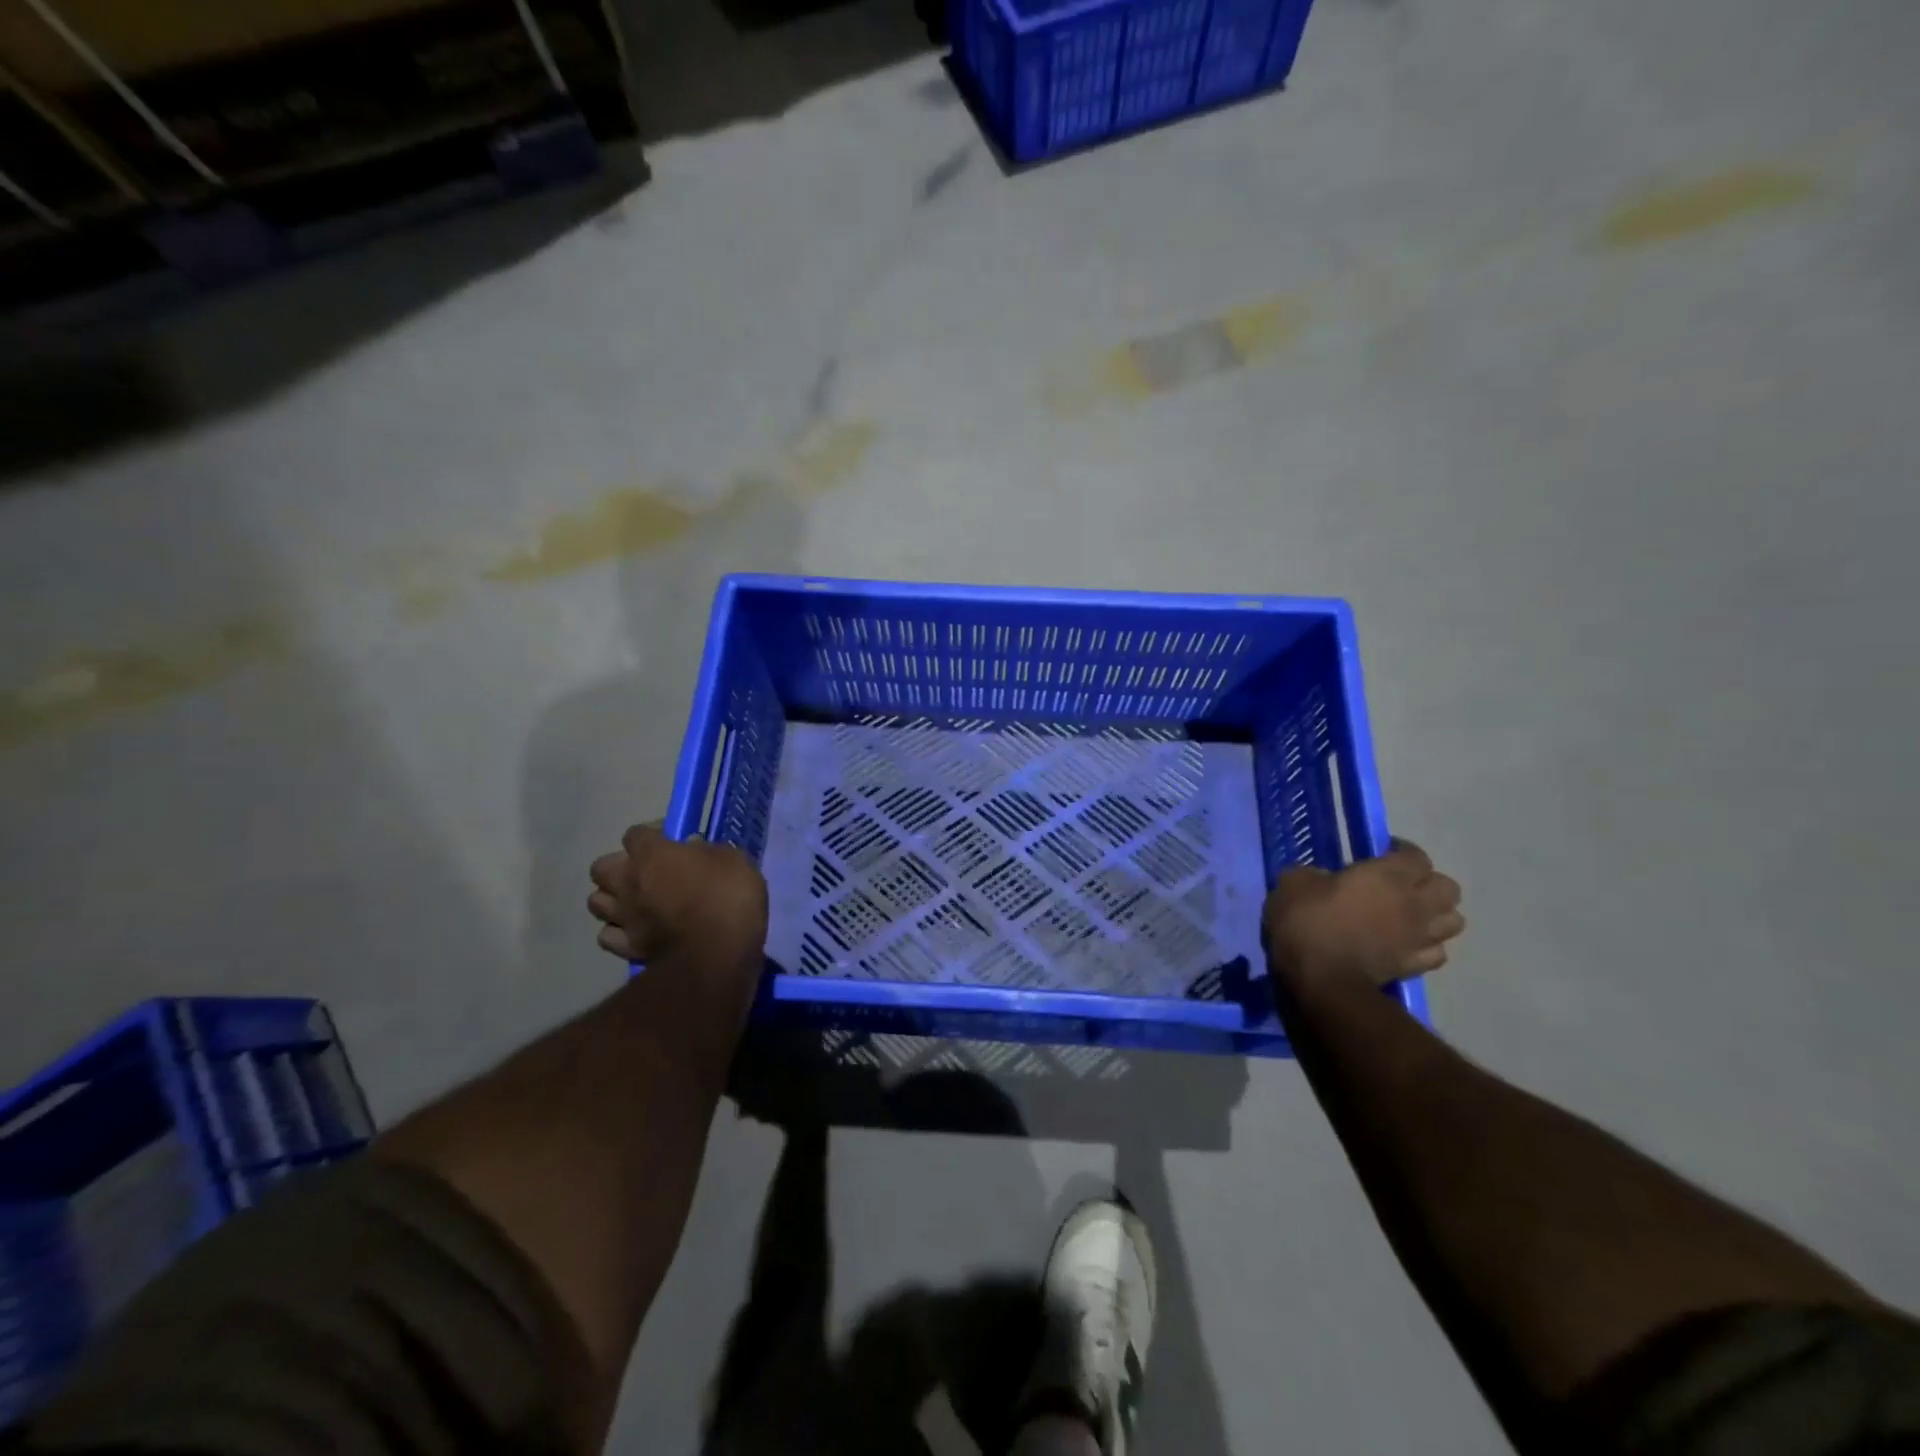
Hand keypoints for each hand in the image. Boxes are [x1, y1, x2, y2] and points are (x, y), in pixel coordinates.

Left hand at [588, 825, 768, 977]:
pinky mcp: (626, 948)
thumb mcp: (733, 861)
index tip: (672, 841)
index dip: (652, 835)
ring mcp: (623, 917)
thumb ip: (708, 851)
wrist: (717, 953)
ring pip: (596, 902)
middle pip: (601, 867)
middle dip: (619, 866)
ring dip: (612, 899)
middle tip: (646, 872)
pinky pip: (607, 936)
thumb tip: (692, 848)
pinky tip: (635, 930)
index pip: (636, 833)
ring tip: (636, 902)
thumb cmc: (729, 897)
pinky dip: (617, 932)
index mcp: (652, 854)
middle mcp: (628, 882)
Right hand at [1262, 839, 1463, 992]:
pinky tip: (1407, 944)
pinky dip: (1428, 946)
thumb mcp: (1293, 884)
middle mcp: (1413, 903)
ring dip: (1436, 915)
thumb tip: (1322, 879)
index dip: (1402, 852)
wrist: (1321, 978)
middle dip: (1429, 883)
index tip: (1381, 854)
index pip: (1417, 856)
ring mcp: (1419, 937)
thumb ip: (1314, 874)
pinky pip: (1438, 952)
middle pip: (1448, 887)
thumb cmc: (1307, 922)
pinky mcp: (1415, 966)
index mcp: (1387, 876)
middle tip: (1401, 885)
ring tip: (1411, 915)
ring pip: (1454, 921)